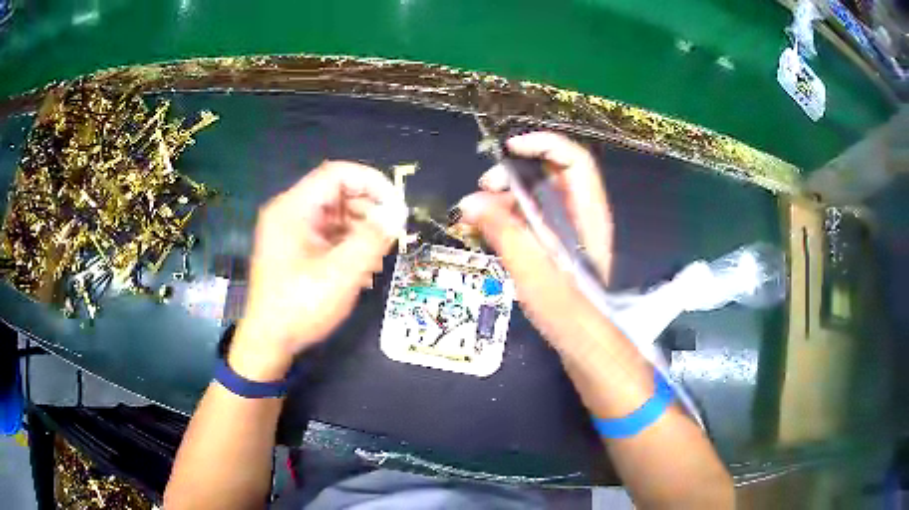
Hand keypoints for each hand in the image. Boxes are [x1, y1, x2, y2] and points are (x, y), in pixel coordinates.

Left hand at [230, 161, 406, 380]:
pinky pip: (327, 233)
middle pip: (336, 192)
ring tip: (379, 255)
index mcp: (293, 208)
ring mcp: (291, 230)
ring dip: (361, 228)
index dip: (371, 182)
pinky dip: (348, 243)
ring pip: (335, 214)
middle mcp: (289, 212)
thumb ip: (371, 239)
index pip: (337, 174)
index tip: (396, 205)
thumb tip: (396, 214)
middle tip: (391, 232)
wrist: (269, 341)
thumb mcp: (341, 273)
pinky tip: (363, 266)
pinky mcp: (295, 248)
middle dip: (368, 209)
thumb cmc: (300, 306)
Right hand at [458, 132, 614, 348]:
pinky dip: (512, 219)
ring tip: (477, 216)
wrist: (588, 348)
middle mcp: (582, 217)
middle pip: (551, 176)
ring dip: (508, 199)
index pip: (573, 160)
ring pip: (539, 198)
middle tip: (483, 191)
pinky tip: (490, 232)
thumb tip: (470, 201)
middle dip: (514, 175)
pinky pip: (535, 220)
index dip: (543, 144)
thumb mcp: (533, 272)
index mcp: (586, 214)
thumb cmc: (569, 314)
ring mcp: (571, 233)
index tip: (507, 150)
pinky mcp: (560, 249)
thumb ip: (504, 232)